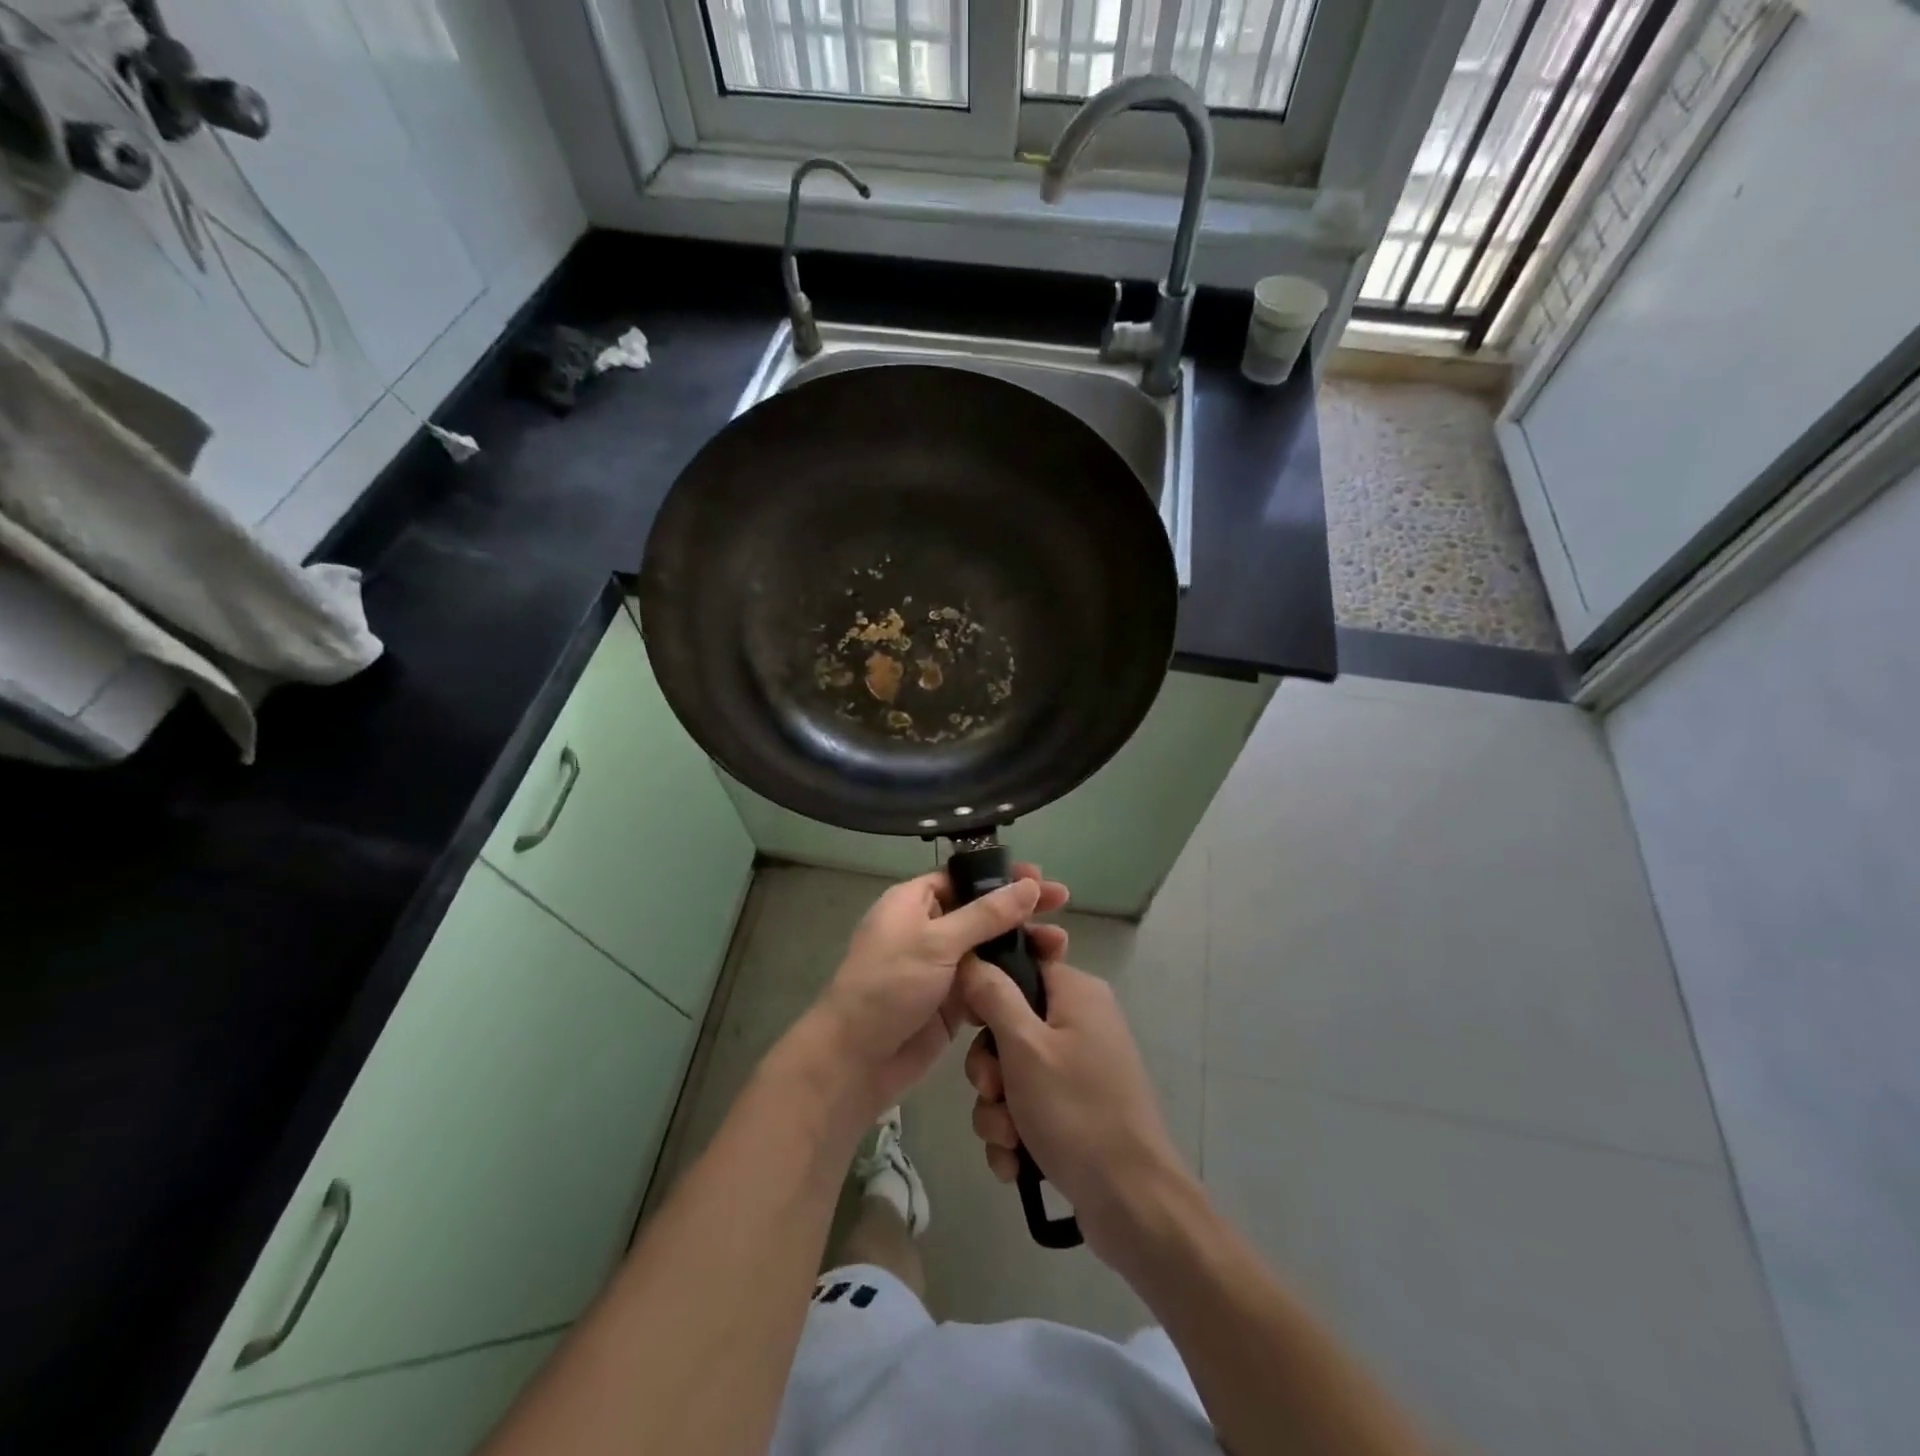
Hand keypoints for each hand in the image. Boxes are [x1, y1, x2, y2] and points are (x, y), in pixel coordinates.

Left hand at [809, 863, 1068, 1118]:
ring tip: (1060, 946)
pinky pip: (987, 982)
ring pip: (989, 948)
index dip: (1001, 876)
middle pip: (982, 911)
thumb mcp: (937, 942)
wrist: (856, 1060)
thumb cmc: (888, 986)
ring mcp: (940, 967)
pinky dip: (1011, 979)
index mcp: (913, 902)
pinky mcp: (951, 1003)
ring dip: (1022, 945)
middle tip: (1062, 905)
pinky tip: (1042, 978)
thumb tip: (1029, 886)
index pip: (963, 878)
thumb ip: (986, 915)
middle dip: (1020, 909)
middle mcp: (928, 929)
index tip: (1039, 879)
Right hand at [961, 956, 1191, 1266]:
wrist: (1133, 1204)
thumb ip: (993, 996)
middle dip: (990, 1069)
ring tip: (1010, 1139)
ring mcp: (1079, 1070)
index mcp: (1077, 994)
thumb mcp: (1025, 1047)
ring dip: (998, 1110)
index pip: (1022, 964)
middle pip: (1010, 1026)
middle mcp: (1080, 1023)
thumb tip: (971, 957)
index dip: (989, 988)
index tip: (972, 1020)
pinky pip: (1028, 1108)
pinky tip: (1017, 1163)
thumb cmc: (1076, 1112)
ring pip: (1013, 1074)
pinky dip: (1016, 1135)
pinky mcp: (1076, 1111)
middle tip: (993, 1092)